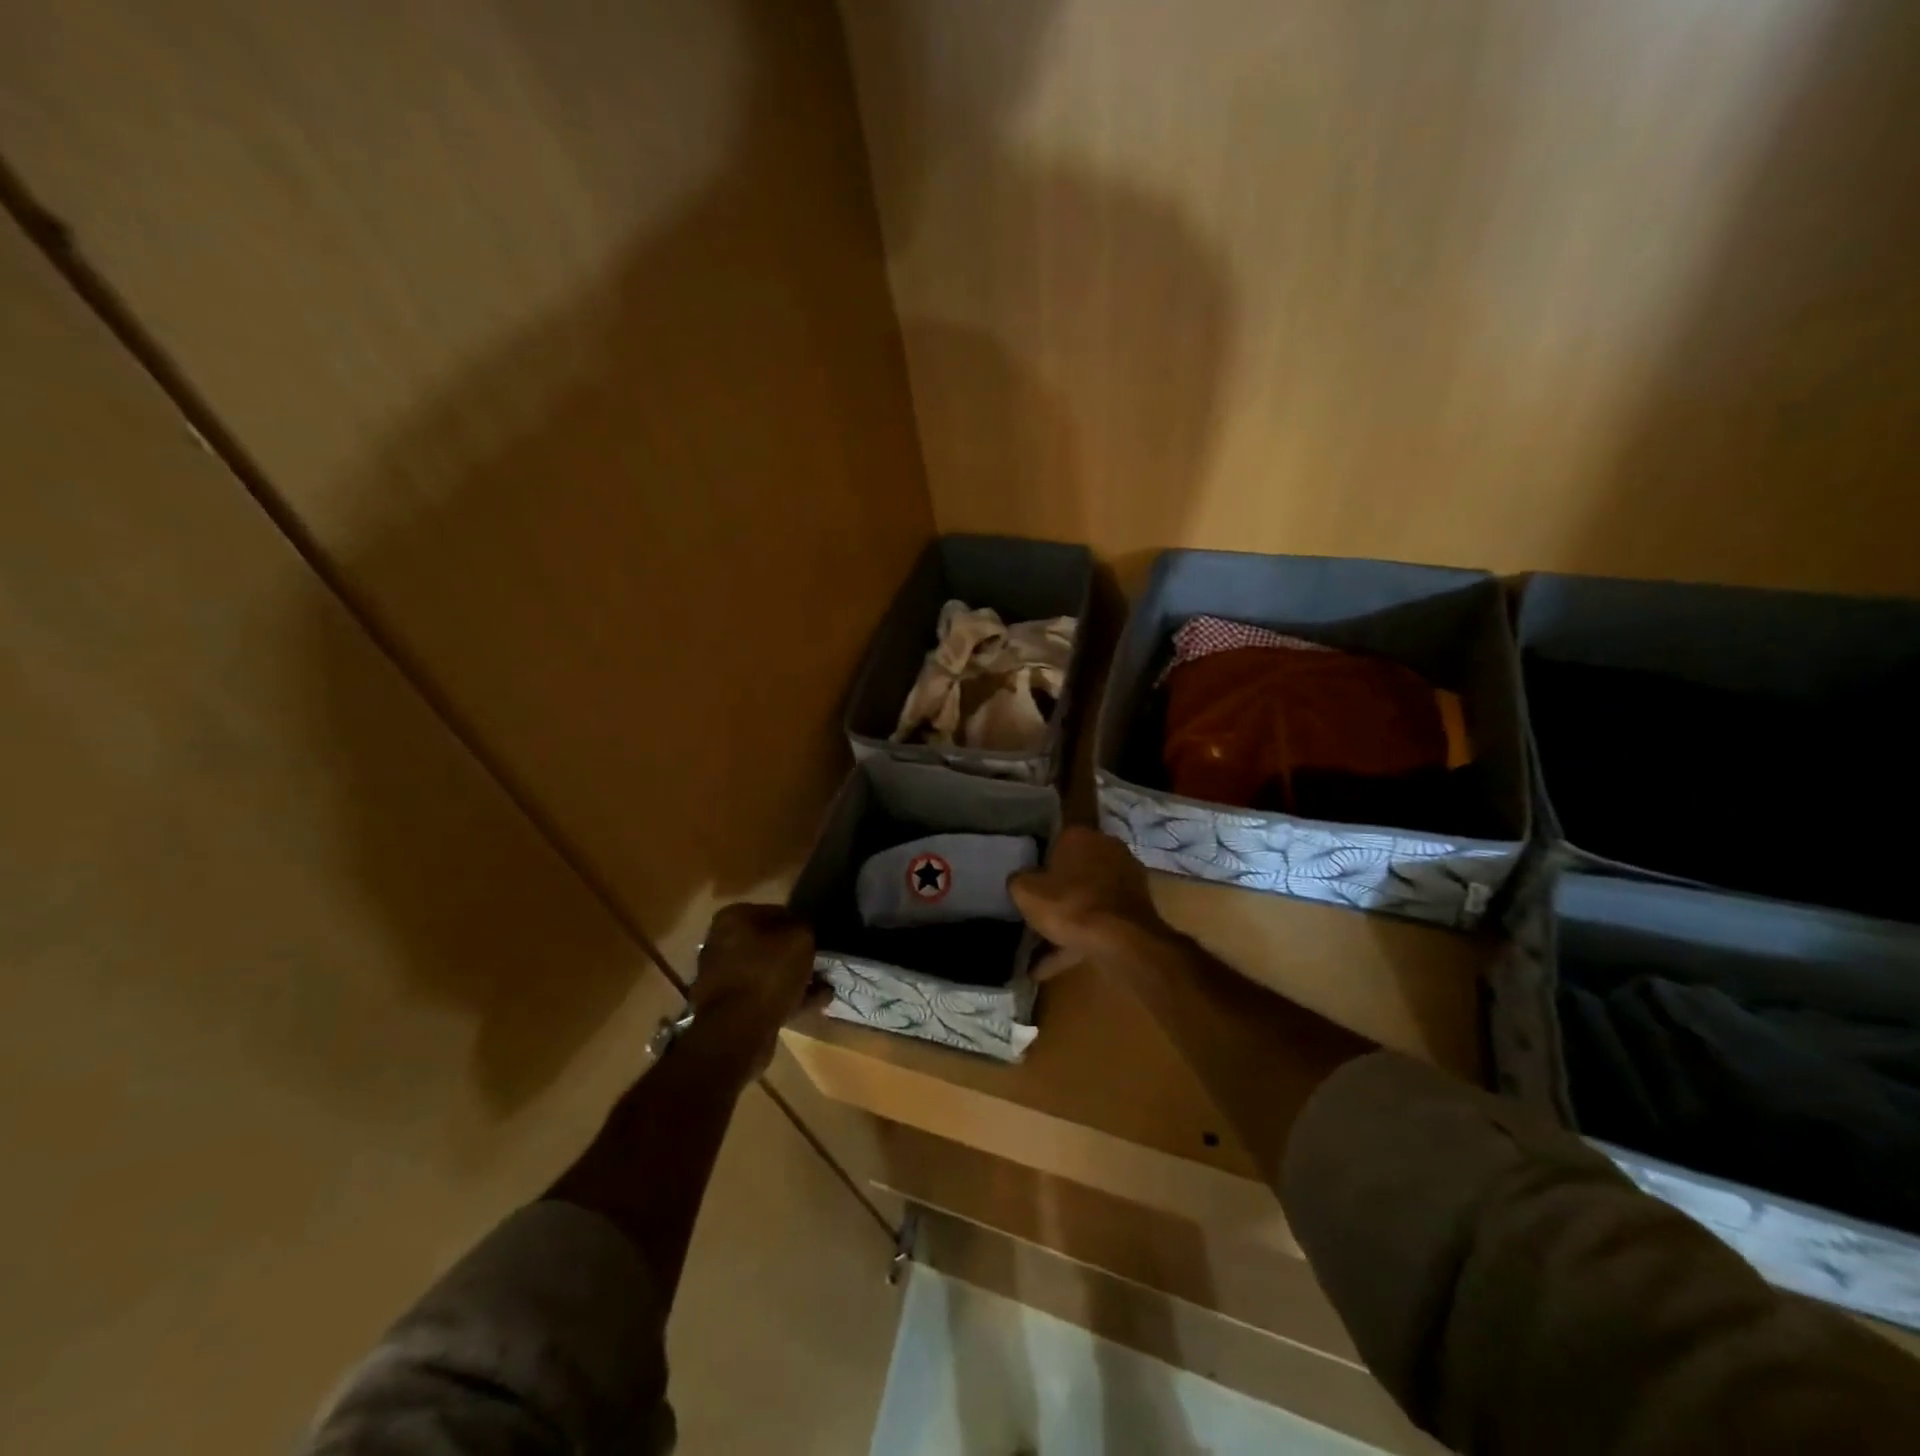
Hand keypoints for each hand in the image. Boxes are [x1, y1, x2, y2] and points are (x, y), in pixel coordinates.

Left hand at [687, 903, 823, 1077]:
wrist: (736, 1031)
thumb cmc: (767, 973)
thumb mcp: (800, 939)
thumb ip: (805, 926)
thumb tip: (804, 928)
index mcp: (733, 918)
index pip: (775, 912)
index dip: (800, 924)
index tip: (818, 937)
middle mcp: (721, 943)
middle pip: (768, 943)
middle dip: (795, 953)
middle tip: (820, 961)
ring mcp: (722, 977)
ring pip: (767, 971)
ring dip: (794, 977)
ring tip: (824, 985)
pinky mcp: (728, 1006)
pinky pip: (764, 995)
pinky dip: (787, 997)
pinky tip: (816, 1002)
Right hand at [1009, 826, 1168, 975]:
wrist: (1122, 940)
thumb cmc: (1070, 905)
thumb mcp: (1025, 892)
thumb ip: (1018, 880)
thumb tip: (1020, 879)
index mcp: (1079, 836)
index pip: (1053, 844)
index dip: (1038, 866)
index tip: (1029, 887)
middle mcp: (1107, 848)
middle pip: (1073, 871)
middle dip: (1057, 893)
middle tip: (1037, 914)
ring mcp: (1126, 878)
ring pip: (1088, 899)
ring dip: (1068, 920)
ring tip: (1042, 949)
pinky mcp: (1137, 906)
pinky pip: (1101, 920)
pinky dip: (1081, 938)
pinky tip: (1055, 963)